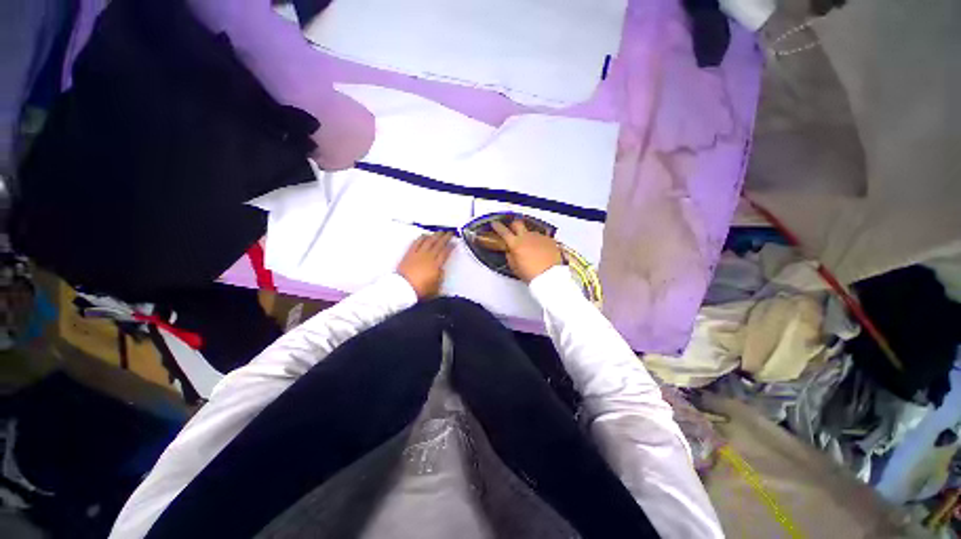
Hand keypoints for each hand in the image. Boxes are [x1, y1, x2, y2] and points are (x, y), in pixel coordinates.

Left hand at [397, 232, 454, 298]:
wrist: (403, 289)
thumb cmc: (419, 290)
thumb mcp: (435, 287)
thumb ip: (440, 277)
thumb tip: (441, 270)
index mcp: (436, 265)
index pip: (445, 252)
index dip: (451, 247)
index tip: (454, 243)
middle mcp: (428, 257)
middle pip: (439, 244)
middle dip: (445, 237)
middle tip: (449, 233)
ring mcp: (418, 254)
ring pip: (428, 241)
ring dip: (435, 235)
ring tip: (439, 232)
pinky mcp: (409, 254)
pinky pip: (416, 242)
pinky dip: (422, 237)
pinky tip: (424, 235)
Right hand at [491, 219, 562, 282]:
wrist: (550, 276)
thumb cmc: (532, 274)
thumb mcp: (515, 268)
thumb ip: (510, 256)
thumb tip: (510, 252)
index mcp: (515, 244)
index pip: (503, 231)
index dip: (497, 226)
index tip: (495, 224)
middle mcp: (527, 237)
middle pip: (517, 223)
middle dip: (513, 225)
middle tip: (513, 231)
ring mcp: (539, 237)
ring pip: (530, 231)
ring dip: (528, 237)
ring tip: (530, 247)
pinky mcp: (549, 240)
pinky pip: (541, 237)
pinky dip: (539, 242)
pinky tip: (540, 251)